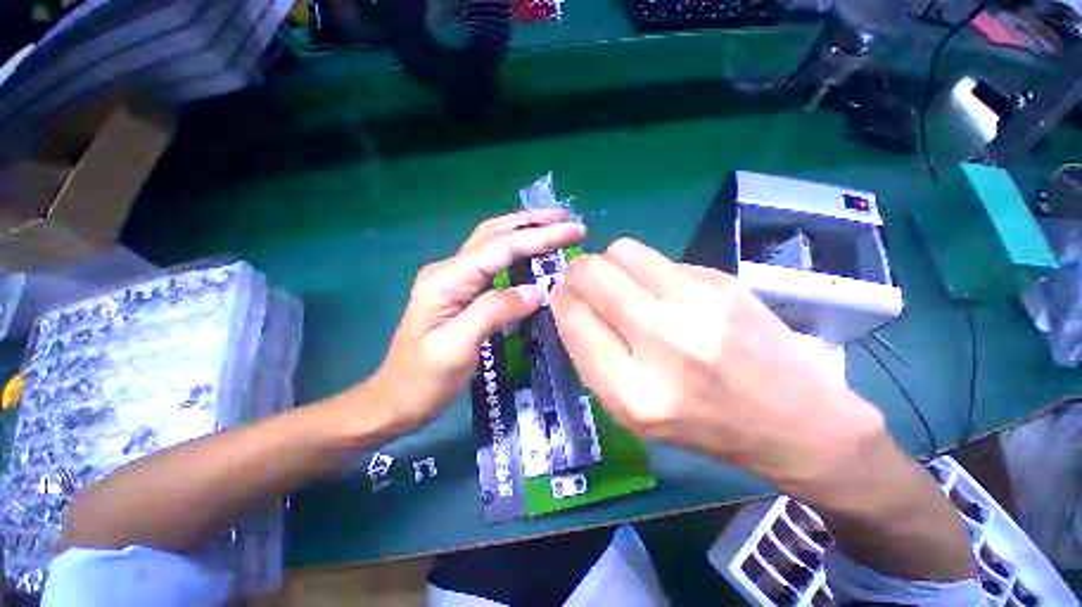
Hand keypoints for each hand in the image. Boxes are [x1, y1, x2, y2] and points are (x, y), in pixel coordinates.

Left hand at [353, 210, 584, 435]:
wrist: (393, 401)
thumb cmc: (423, 380)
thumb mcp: (457, 348)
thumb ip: (494, 311)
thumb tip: (536, 291)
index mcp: (447, 279)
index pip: (501, 248)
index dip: (539, 236)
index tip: (573, 230)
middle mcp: (448, 270)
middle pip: (494, 234)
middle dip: (531, 223)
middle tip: (565, 219)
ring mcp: (452, 280)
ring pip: (492, 244)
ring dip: (523, 232)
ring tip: (553, 228)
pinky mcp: (458, 293)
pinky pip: (491, 264)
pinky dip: (515, 252)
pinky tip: (529, 255)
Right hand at [551, 237, 885, 494]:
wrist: (795, 421)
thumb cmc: (702, 426)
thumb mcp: (630, 412)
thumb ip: (591, 355)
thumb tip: (570, 301)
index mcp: (630, 389)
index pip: (572, 317)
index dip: (561, 300)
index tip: (564, 297)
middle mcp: (662, 341)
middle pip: (591, 272)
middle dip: (577, 272)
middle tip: (586, 284)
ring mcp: (698, 304)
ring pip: (622, 250)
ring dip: (610, 263)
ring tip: (624, 285)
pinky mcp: (723, 281)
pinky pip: (659, 258)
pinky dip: (649, 271)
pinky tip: (667, 294)